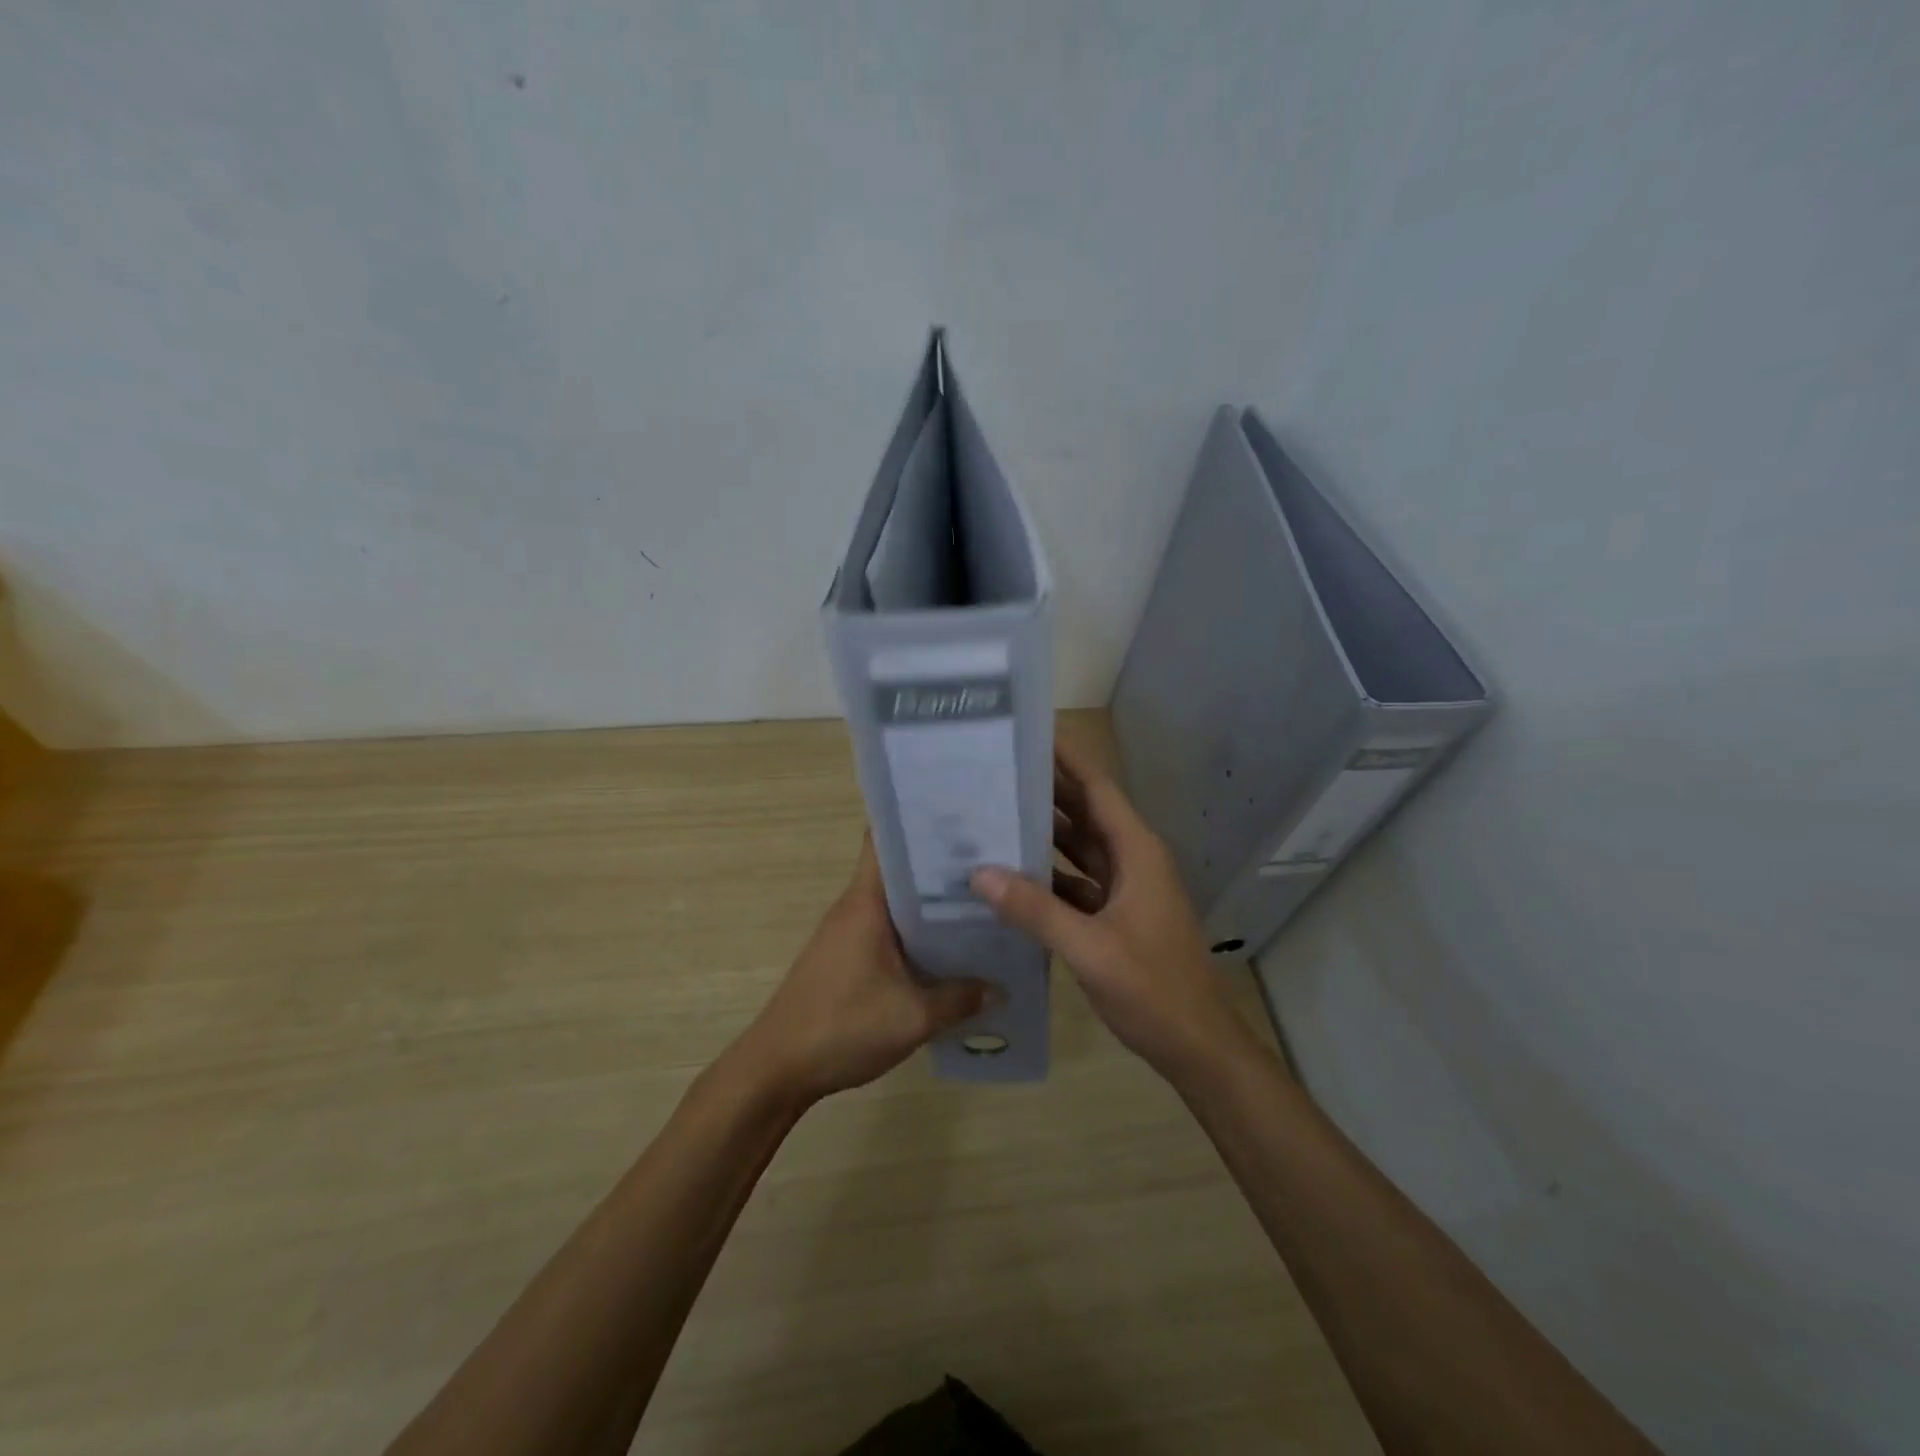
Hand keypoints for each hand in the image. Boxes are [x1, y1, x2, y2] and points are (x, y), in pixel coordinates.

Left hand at [730, 837, 995, 1106]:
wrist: (777, 1069)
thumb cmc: (842, 1027)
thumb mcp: (913, 1017)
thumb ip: (960, 999)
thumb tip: (1000, 987)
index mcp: (866, 902)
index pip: (884, 839)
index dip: (919, 823)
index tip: (961, 819)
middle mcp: (855, 907)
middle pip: (898, 870)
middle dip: (939, 867)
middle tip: (991, 865)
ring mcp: (848, 933)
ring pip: (896, 903)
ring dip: (931, 904)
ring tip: (981, 904)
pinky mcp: (846, 958)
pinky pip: (888, 931)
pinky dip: (916, 932)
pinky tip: (948, 949)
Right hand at [971, 740, 1259, 1086]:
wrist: (1197, 1046)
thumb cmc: (1153, 990)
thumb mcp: (1090, 948)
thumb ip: (1035, 910)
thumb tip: (979, 873)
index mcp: (1136, 852)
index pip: (1097, 788)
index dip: (1066, 759)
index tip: (1028, 734)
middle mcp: (1132, 859)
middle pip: (1085, 812)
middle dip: (1045, 789)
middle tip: (995, 769)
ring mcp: (1125, 888)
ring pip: (1079, 847)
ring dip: (1044, 831)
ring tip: (994, 811)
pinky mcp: (1115, 914)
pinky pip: (1076, 881)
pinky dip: (1048, 874)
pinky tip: (1012, 873)